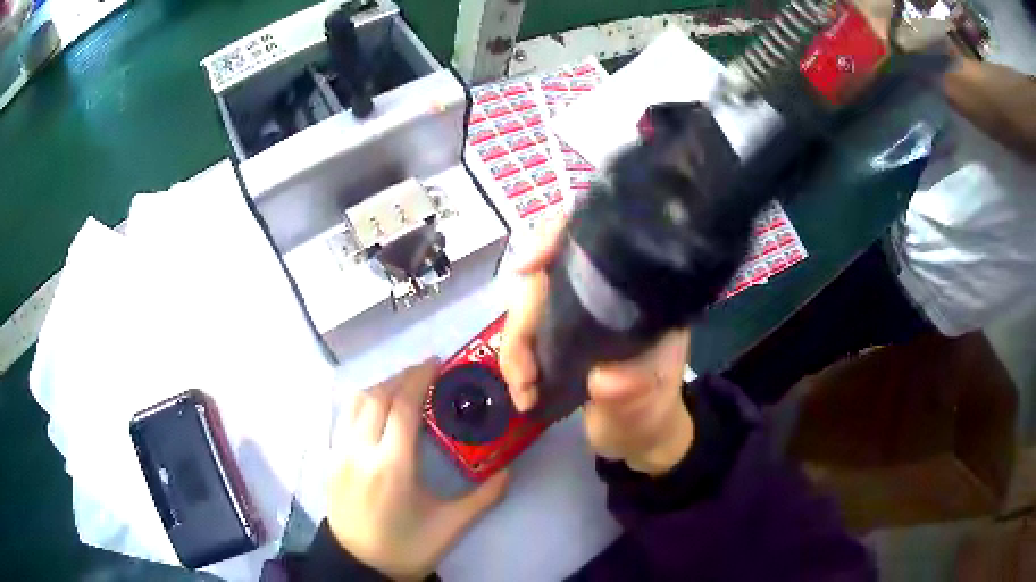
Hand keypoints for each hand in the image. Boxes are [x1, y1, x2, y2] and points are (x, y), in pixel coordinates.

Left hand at [327, 360, 509, 579]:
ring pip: (355, 402)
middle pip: (378, 396)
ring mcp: (339, 454)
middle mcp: (360, 451)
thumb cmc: (406, 546)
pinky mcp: (329, 460)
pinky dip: (362, 402)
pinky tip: (377, 410)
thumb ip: (483, 497)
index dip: (419, 378)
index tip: (436, 363)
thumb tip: (508, 470)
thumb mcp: (450, 526)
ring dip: (380, 386)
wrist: (360, 566)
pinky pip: (343, 417)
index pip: (402, 405)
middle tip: (425, 373)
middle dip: (402, 376)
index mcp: (392, 466)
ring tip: (402, 387)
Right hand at [500, 217, 694, 475]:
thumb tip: (603, 379)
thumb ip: (631, 390)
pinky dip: (515, 356)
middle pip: (548, 274)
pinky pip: (526, 328)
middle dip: (523, 320)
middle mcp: (607, 291)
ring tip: (523, 391)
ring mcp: (581, 310)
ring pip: (529, 302)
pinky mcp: (561, 331)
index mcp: (639, 294)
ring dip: (514, 346)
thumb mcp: (646, 404)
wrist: (638, 437)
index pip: (598, 240)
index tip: (529, 266)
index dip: (557, 237)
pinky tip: (521, 386)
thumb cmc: (649, 414)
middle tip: (523, 376)